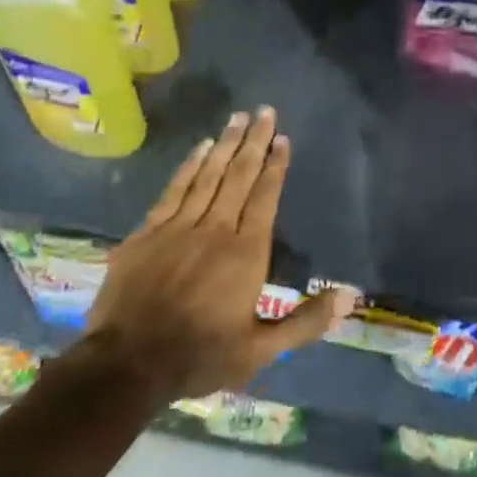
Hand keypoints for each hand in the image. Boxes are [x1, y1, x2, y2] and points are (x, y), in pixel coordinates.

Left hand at [83, 108, 354, 402]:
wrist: (126, 366)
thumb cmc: (199, 356)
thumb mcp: (260, 350)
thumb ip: (306, 321)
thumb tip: (350, 296)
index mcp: (246, 253)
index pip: (265, 197)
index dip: (276, 166)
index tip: (283, 138)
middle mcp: (215, 229)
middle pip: (239, 176)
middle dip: (254, 141)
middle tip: (264, 111)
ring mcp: (177, 227)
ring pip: (208, 175)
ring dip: (225, 145)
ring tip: (237, 117)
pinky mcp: (147, 233)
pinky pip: (174, 189)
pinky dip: (189, 166)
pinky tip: (200, 148)